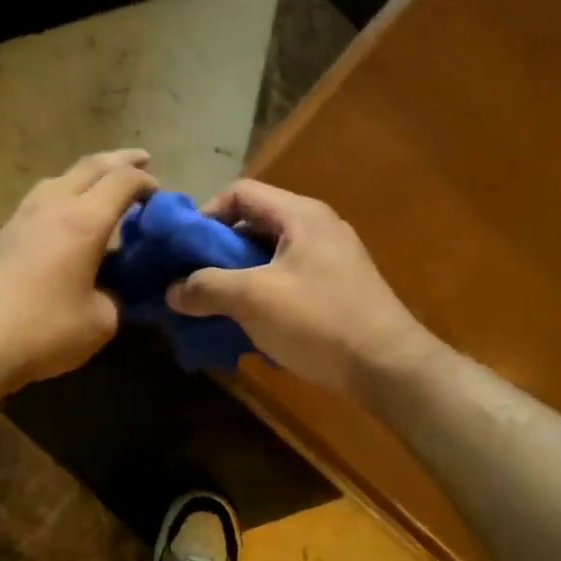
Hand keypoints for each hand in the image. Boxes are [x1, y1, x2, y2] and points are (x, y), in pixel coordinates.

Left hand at [0, 150, 157, 392]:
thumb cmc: (44, 330)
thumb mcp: (100, 321)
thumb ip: (115, 297)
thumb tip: (112, 289)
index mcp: (84, 221)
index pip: (122, 182)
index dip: (145, 182)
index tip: (160, 194)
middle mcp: (53, 206)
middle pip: (90, 166)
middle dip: (120, 161)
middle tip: (142, 161)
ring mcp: (23, 217)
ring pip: (60, 178)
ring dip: (88, 174)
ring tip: (103, 185)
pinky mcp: (4, 234)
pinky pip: (42, 198)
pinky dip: (65, 194)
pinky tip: (66, 215)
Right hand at [166, 180, 437, 402]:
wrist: (389, 368)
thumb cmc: (318, 320)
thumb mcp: (252, 299)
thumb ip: (205, 288)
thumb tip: (171, 290)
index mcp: (300, 215)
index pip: (240, 192)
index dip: (205, 214)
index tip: (183, 250)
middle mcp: (317, 228)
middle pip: (253, 225)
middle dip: (217, 253)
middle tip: (192, 282)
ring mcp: (330, 261)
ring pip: (268, 258)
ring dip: (237, 279)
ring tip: (214, 308)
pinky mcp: (337, 291)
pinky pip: (287, 282)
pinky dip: (262, 297)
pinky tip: (248, 326)